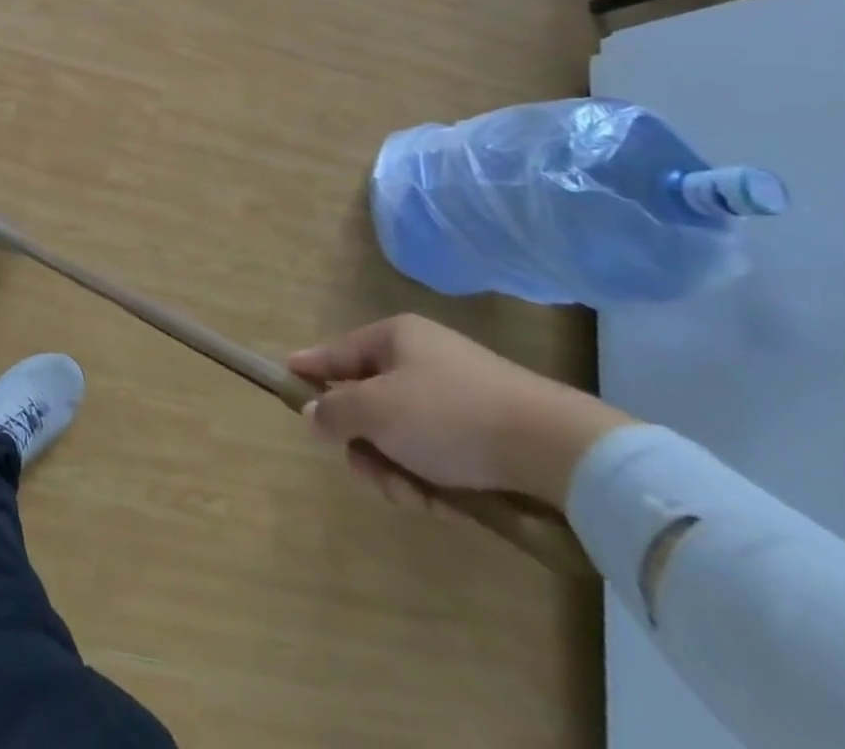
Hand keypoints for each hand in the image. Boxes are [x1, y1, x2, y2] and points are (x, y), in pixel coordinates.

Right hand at [288, 314, 631, 508]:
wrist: (558, 451)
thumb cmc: (450, 416)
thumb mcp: (376, 410)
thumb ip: (333, 411)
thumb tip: (312, 414)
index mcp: (394, 338)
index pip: (336, 352)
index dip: (309, 369)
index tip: (285, 383)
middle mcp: (423, 360)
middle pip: (368, 403)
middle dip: (364, 445)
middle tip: (368, 472)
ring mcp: (458, 398)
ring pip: (402, 437)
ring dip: (398, 470)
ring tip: (415, 497)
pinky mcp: (487, 435)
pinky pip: (438, 456)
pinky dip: (434, 482)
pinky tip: (447, 505)